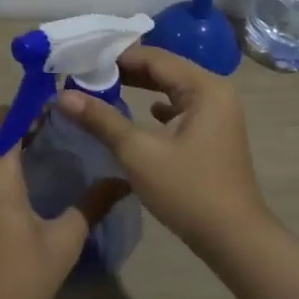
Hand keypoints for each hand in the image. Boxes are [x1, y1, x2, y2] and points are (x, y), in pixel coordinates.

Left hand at [0, 108, 125, 298]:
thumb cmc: (21, 279)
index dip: (27, 108)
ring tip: (44, 155)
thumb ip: (93, 204)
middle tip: (57, 131)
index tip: (56, 107)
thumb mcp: (65, 241)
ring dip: (8, 149)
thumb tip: (122, 180)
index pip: (4, 120)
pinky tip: (22, 188)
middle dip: (20, 126)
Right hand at [56, 46, 272, 258]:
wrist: (234, 240)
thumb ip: (101, 120)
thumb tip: (63, 96)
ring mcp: (218, 113)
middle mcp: (215, 92)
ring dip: (139, 88)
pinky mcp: (214, 134)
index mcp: (204, 87)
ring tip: (102, 90)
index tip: (82, 63)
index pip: (154, 58)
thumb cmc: (188, 191)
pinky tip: (139, 114)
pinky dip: (157, 107)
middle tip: (86, 76)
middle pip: (164, 70)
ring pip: (172, 89)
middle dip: (125, 72)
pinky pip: (181, 109)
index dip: (116, 58)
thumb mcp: (138, 153)